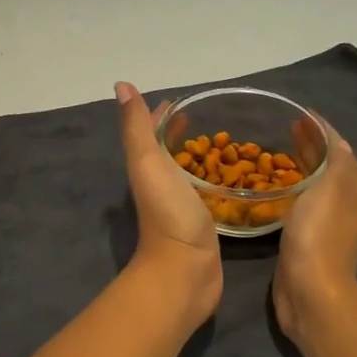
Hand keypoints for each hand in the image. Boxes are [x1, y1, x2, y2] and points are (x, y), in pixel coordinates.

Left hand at [115, 82, 222, 327]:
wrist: (184, 271)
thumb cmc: (168, 213)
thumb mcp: (148, 162)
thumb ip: (137, 127)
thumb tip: (122, 86)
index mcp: (148, 167)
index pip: (154, 131)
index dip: (166, 114)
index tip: (186, 100)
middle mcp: (161, 184)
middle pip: (172, 151)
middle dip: (186, 133)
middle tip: (213, 118)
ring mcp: (181, 205)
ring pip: (190, 172)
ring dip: (202, 157)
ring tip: (229, 141)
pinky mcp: (202, 223)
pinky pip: (209, 193)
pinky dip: (217, 180)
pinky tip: (235, 178)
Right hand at [273, 129, 356, 343]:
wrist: (311, 291)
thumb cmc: (319, 234)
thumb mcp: (331, 188)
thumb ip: (336, 159)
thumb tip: (335, 138)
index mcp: (355, 189)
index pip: (340, 148)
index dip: (321, 129)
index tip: (299, 113)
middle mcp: (346, 203)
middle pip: (329, 165)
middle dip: (311, 144)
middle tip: (286, 127)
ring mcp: (327, 222)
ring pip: (315, 183)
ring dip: (301, 165)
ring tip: (278, 150)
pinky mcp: (307, 238)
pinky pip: (301, 202)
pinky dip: (292, 187)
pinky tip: (275, 186)